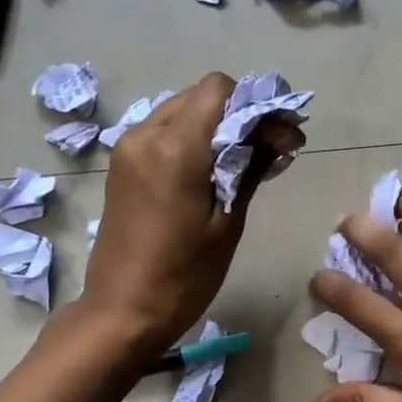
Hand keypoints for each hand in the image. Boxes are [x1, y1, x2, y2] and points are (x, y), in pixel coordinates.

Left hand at [82, 72, 304, 352]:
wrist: (123, 312)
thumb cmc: (184, 275)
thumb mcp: (227, 223)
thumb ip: (251, 167)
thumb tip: (280, 131)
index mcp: (175, 147)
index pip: (219, 89)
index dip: (255, 104)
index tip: (278, 136)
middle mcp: (145, 134)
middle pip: (200, 96)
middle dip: (238, 115)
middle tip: (268, 151)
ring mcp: (128, 148)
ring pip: (181, 112)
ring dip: (214, 128)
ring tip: (240, 165)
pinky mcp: (121, 165)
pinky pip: (162, 133)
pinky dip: (191, 141)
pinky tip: (209, 174)